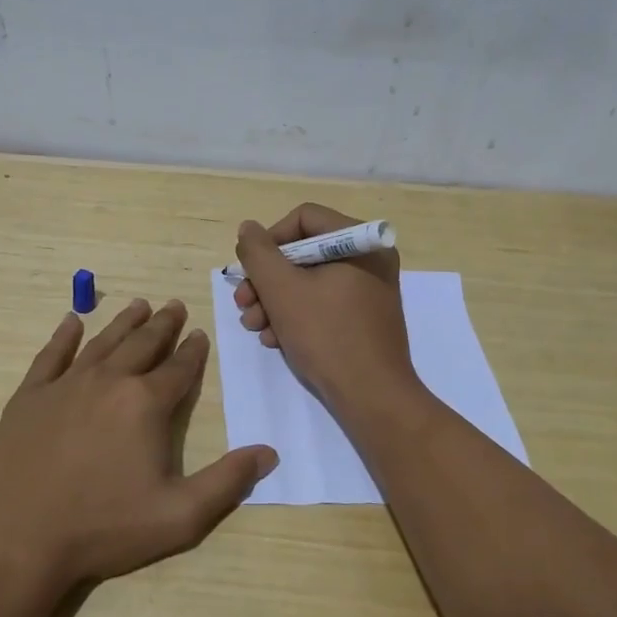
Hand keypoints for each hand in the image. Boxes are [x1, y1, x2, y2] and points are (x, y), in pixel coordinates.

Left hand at [0, 298, 276, 595]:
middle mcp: (108, 381)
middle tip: (173, 305)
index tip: (199, 334)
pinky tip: (71, 322)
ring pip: (102, 342)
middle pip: (142, 344)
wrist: (20, 538)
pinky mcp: (30, 396)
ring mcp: (65, 385)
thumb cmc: (104, 527)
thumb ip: (227, 482)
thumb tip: (269, 452)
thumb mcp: (179, 515)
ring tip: (138, 305)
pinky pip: (51, 356)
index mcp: (145, 403)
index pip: (178, 368)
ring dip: (123, 322)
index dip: (193, 351)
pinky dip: (63, 336)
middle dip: (162, 325)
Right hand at [232, 204, 417, 414]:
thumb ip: (258, 253)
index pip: (303, 218)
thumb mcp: (281, 289)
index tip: (249, 270)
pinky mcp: (364, 318)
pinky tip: (276, 339)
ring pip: (309, 281)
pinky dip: (296, 316)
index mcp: (360, 241)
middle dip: (267, 279)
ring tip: (255, 327)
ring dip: (274, 301)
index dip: (269, 240)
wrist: (372, 397)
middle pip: (304, 252)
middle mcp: (369, 258)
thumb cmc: (327, 335)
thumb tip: (248, 229)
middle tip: (243, 303)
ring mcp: (369, 290)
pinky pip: (323, 303)